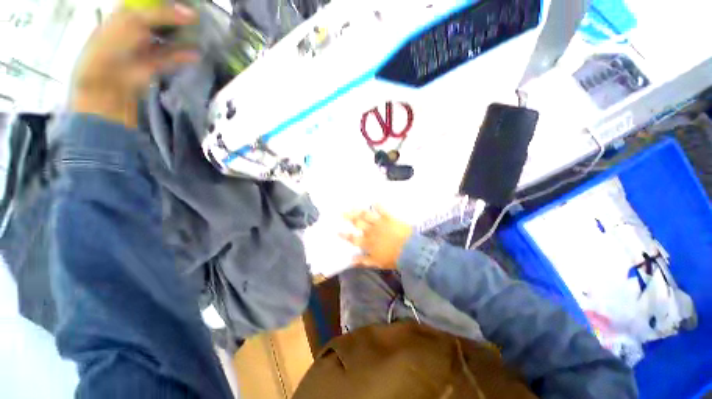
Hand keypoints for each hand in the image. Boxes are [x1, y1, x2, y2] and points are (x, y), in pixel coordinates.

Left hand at [70, 4, 198, 127]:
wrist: (110, 78)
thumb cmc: (115, 42)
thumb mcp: (136, 20)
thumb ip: (164, 14)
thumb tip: (192, 14)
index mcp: (127, 13)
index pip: (149, 3)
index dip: (167, 2)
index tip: (186, 3)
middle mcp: (136, 28)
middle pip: (161, 20)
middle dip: (178, 19)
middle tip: (197, 17)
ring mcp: (145, 47)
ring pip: (167, 39)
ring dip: (183, 37)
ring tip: (201, 34)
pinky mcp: (154, 64)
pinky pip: (171, 58)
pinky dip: (183, 56)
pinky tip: (196, 54)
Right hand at [341, 206, 412, 269]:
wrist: (410, 251)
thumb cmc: (394, 259)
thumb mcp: (377, 262)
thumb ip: (363, 260)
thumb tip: (351, 260)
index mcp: (368, 243)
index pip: (353, 239)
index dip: (345, 235)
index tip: (337, 231)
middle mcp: (371, 231)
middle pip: (357, 223)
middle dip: (349, 218)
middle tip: (341, 212)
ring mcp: (379, 223)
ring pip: (366, 215)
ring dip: (359, 210)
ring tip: (352, 206)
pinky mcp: (389, 218)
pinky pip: (382, 210)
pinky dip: (378, 205)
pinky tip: (374, 201)